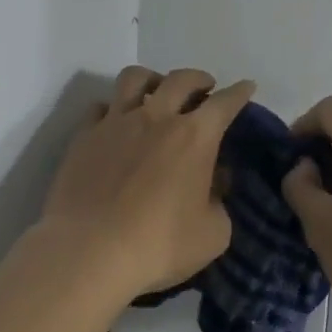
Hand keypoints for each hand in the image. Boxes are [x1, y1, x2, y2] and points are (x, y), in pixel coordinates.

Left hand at [40, 66, 255, 297]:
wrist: (88, 252)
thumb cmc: (159, 246)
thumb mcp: (212, 234)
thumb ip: (219, 203)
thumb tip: (214, 183)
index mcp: (194, 137)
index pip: (224, 103)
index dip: (239, 92)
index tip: (247, 86)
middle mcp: (156, 118)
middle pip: (181, 79)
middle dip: (199, 78)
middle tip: (205, 88)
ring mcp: (116, 123)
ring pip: (135, 78)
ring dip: (153, 79)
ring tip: (157, 91)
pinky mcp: (84, 136)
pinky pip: (100, 107)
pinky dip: (113, 108)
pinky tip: (116, 122)